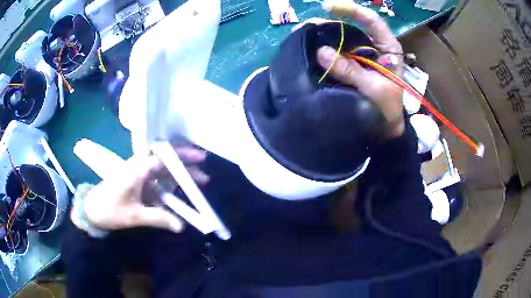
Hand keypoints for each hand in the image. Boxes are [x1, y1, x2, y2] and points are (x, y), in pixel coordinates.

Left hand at [71, 146, 208, 232]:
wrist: (91, 209)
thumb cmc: (110, 210)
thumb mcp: (134, 217)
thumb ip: (159, 219)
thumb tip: (182, 226)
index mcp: (137, 170)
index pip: (163, 158)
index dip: (182, 158)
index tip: (200, 159)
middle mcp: (138, 166)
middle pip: (165, 159)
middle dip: (185, 162)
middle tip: (204, 168)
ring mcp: (137, 173)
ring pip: (162, 168)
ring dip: (179, 172)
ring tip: (198, 180)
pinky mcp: (136, 180)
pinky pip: (156, 177)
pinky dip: (169, 181)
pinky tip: (179, 188)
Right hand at [317, 3, 405, 137]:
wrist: (386, 127)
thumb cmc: (388, 108)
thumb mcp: (373, 89)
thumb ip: (350, 71)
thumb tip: (321, 51)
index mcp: (388, 47)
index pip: (371, 20)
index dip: (351, 10)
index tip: (327, 8)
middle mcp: (375, 46)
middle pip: (354, 25)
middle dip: (333, 22)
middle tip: (311, 25)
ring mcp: (363, 54)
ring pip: (344, 38)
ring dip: (326, 35)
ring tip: (307, 35)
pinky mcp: (353, 64)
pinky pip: (338, 52)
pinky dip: (326, 49)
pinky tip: (313, 49)